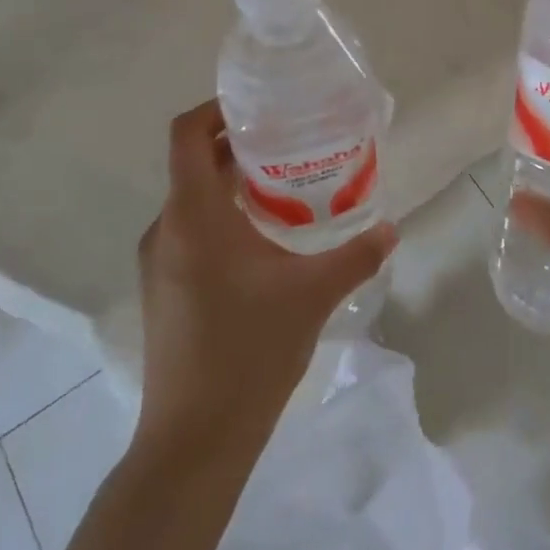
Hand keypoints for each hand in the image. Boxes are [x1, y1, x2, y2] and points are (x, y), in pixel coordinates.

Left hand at [134, 100, 397, 452]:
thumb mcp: (312, 295)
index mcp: (193, 216)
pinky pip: (189, 230)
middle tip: (289, 143)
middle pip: (193, 162)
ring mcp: (158, 261)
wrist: (194, 441)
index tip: (260, 108)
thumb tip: (391, 228)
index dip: (216, 109)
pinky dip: (222, 216)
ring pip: (193, 199)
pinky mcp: (163, 288)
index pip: (186, 134)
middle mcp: (167, 228)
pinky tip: (264, 240)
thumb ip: (356, 255)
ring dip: (232, 183)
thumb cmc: (249, 352)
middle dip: (238, 145)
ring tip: (284, 187)